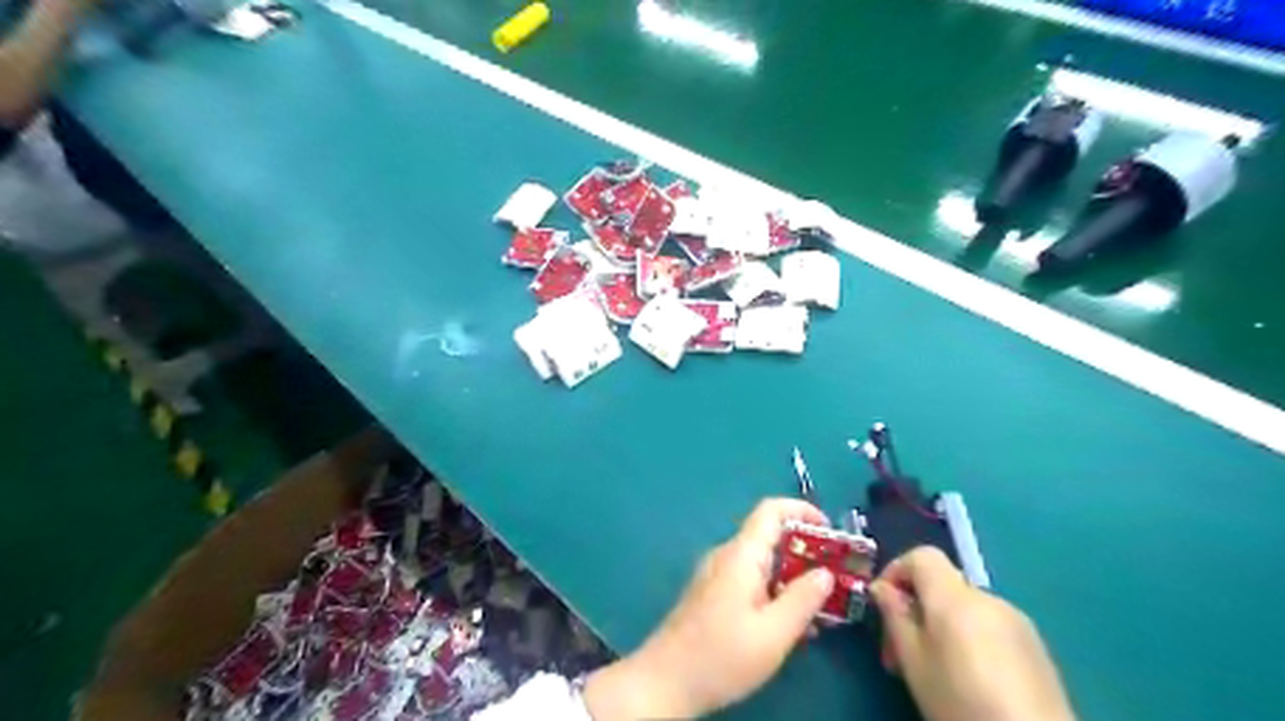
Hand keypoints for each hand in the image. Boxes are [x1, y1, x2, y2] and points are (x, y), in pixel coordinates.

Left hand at [586, 497, 834, 718]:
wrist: (666, 681)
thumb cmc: (722, 656)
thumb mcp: (773, 633)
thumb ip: (803, 599)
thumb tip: (826, 573)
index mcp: (741, 554)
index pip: (771, 510)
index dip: (803, 511)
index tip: (832, 533)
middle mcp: (727, 555)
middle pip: (771, 537)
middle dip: (806, 552)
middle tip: (836, 580)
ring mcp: (717, 574)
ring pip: (763, 562)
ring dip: (793, 578)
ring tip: (822, 610)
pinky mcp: (713, 594)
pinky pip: (751, 580)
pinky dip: (775, 592)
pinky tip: (791, 625)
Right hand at [874, 546, 1074, 720]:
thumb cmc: (961, 701)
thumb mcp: (914, 662)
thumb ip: (895, 617)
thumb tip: (882, 588)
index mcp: (955, 597)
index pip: (922, 556)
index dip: (896, 570)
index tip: (883, 603)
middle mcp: (988, 598)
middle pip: (942, 586)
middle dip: (916, 609)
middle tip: (898, 652)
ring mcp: (1017, 621)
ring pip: (965, 608)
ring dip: (941, 626)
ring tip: (933, 669)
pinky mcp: (1036, 647)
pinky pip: (989, 627)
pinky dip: (969, 639)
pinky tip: (969, 679)